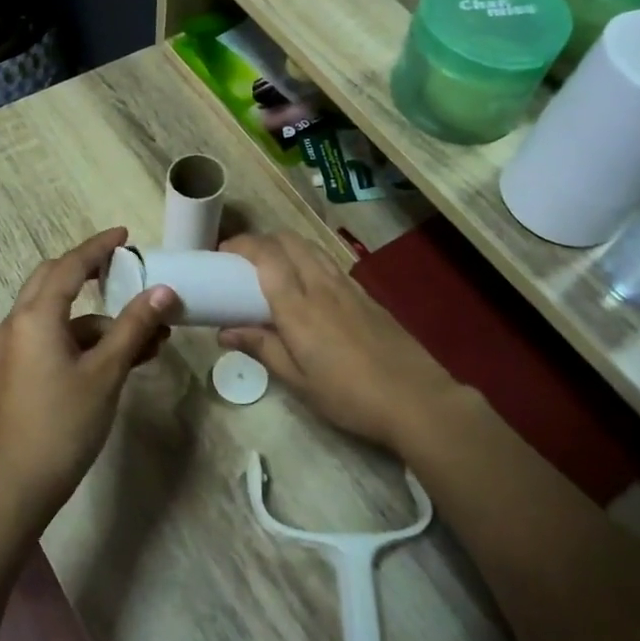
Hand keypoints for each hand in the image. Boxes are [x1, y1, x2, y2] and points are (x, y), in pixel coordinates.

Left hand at [0, 228, 175, 521]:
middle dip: (90, 272)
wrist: (20, 483)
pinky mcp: (20, 369)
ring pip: (59, 315)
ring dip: (100, 319)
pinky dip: (86, 340)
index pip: (69, 266)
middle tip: (124, 269)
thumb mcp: (106, 372)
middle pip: (54, 280)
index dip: (98, 247)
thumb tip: (164, 290)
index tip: (124, 235)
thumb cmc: (64, 422)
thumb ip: (134, 326)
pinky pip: (55, 338)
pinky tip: (123, 358)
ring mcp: (16, 348)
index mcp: (35, 316)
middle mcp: (18, 323)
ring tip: (148, 337)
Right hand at [216, 232, 473, 458]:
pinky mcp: (366, 295)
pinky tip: (308, 287)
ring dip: (287, 247)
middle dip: (262, 241)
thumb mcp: (299, 382)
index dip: (242, 246)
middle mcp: (321, 287)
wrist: (416, 399)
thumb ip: (263, 348)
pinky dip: (309, 261)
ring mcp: (348, 287)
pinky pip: (330, 264)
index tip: (222, 254)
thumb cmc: (349, 397)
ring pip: (312, 248)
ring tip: (272, 268)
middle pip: (289, 241)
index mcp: (298, 308)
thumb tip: (225, 331)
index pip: (266, 257)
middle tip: (243, 261)